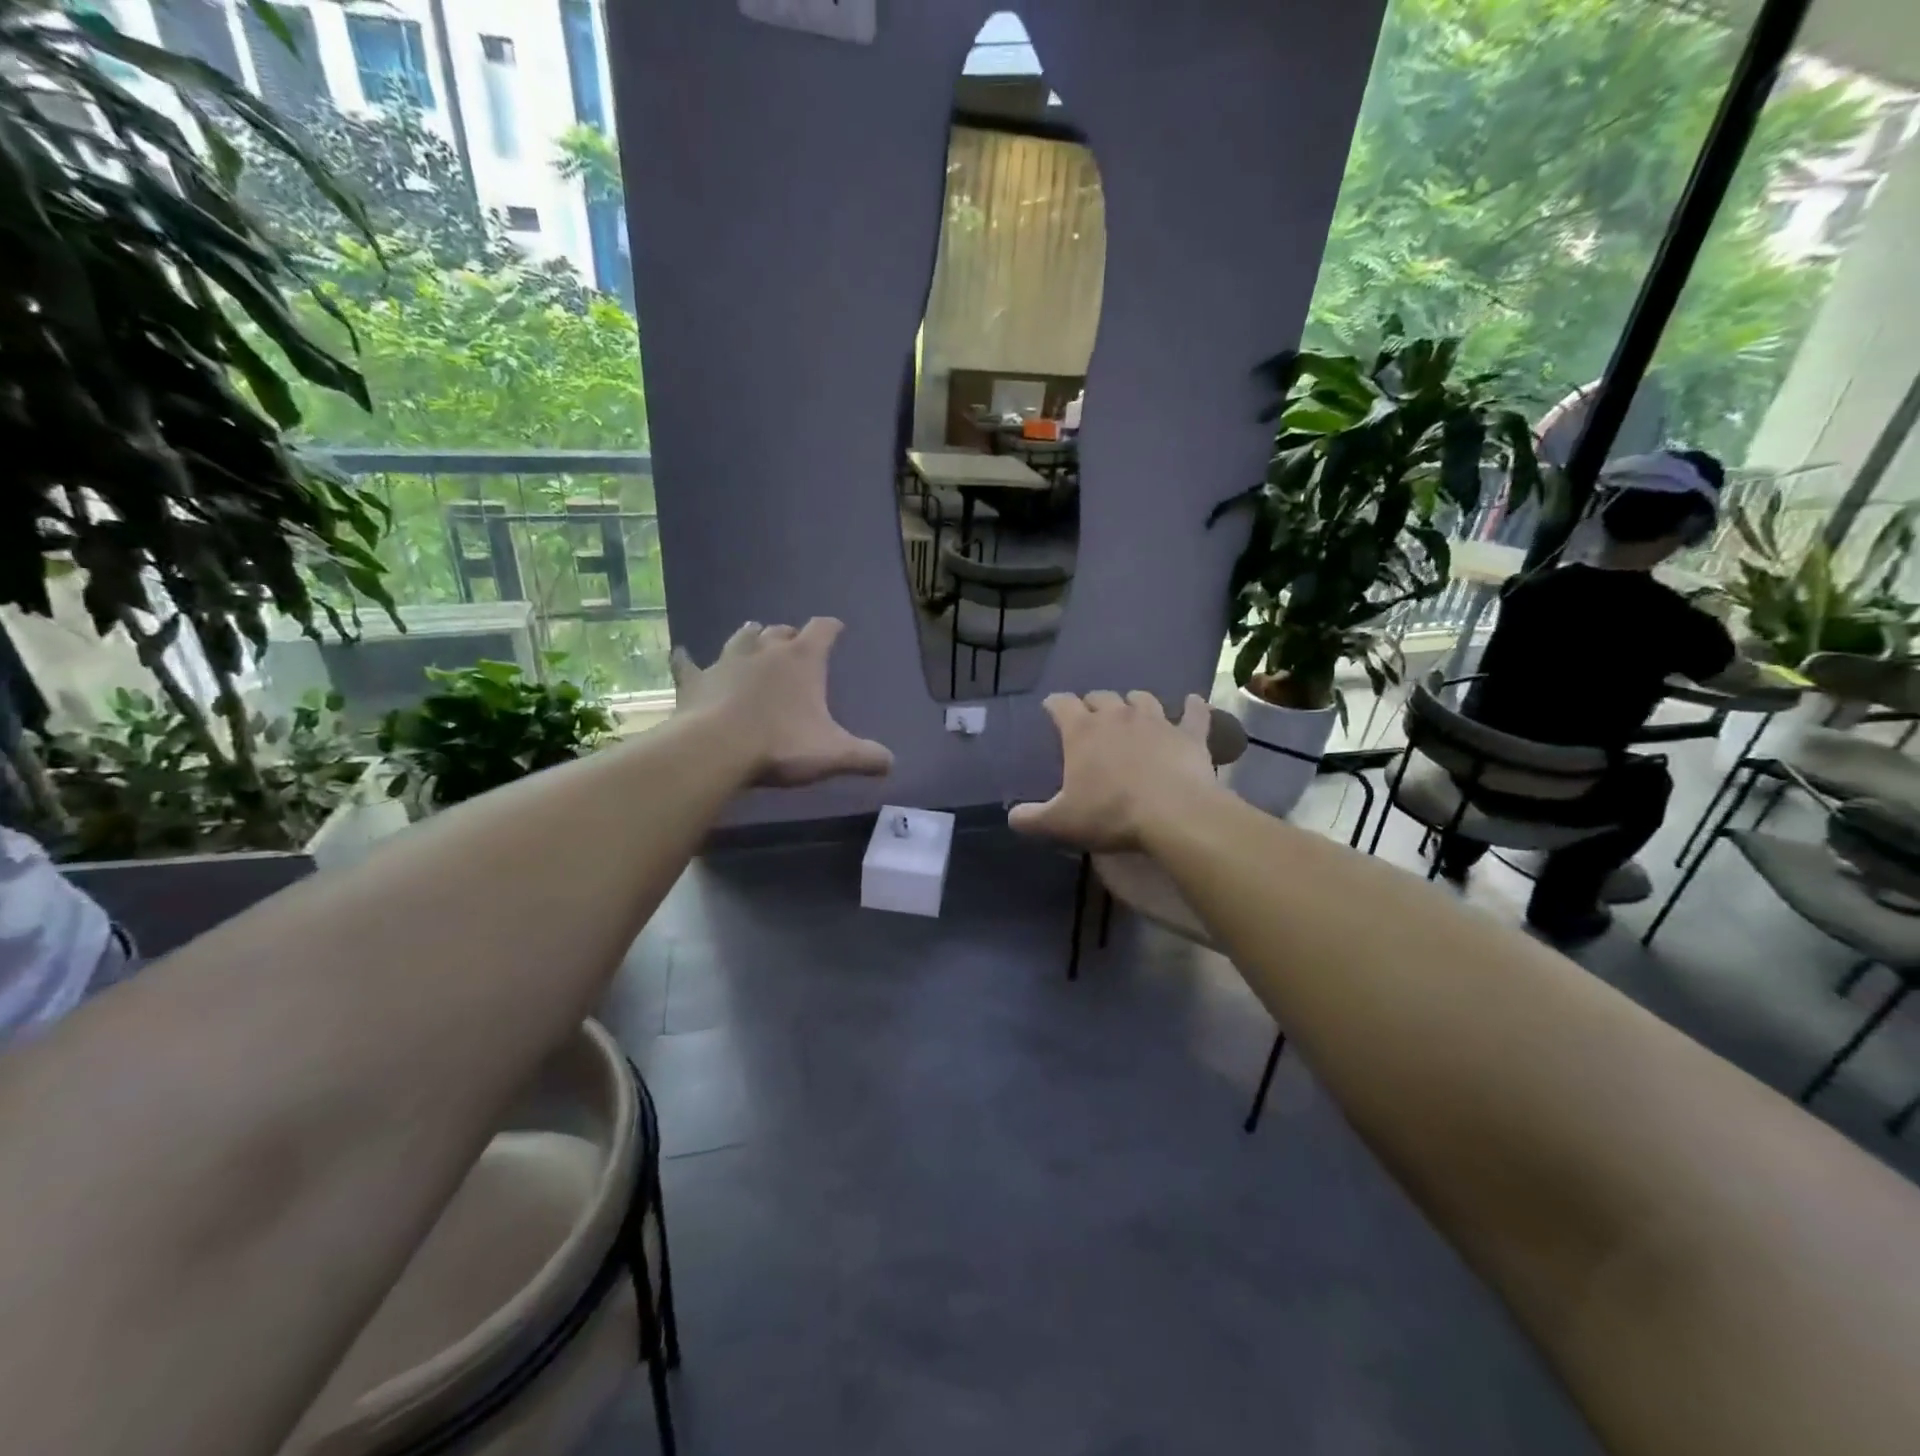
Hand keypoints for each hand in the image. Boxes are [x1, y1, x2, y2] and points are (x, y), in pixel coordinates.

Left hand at [671, 619, 893, 786]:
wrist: (718, 749)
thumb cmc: (782, 745)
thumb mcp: (834, 754)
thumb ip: (866, 757)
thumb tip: (891, 763)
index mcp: (802, 660)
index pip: (822, 630)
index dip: (831, 628)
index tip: (836, 629)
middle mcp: (765, 651)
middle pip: (781, 631)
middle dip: (789, 635)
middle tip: (794, 644)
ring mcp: (727, 662)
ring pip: (741, 638)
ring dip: (750, 637)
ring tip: (754, 636)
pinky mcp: (696, 681)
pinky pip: (689, 664)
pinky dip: (688, 661)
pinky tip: (682, 655)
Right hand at [1009, 691, 1221, 851]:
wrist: (1174, 814)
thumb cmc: (1110, 814)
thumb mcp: (1060, 823)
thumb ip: (1031, 818)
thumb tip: (1012, 817)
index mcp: (1082, 731)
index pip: (1061, 704)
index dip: (1054, 705)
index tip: (1051, 709)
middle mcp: (1118, 716)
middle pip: (1101, 697)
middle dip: (1093, 703)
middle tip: (1091, 718)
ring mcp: (1156, 721)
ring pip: (1142, 699)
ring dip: (1134, 703)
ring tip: (1132, 712)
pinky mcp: (1189, 734)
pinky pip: (1194, 713)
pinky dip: (1192, 707)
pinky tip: (1192, 702)